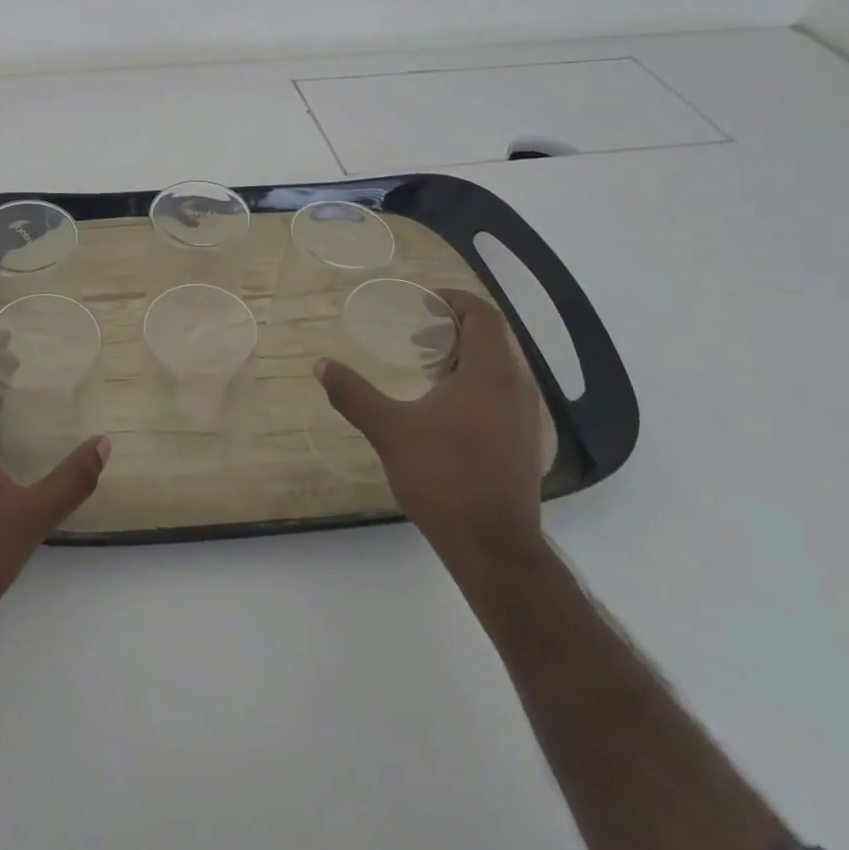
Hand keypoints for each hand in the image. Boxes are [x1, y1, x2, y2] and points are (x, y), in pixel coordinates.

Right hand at [314, 290, 546, 584]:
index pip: (484, 316)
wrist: (494, 548)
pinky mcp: (525, 444)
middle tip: (417, 337)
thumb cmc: (444, 478)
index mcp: (490, 374)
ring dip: (466, 359)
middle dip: (455, 330)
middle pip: (493, 339)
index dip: (456, 302)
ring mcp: (526, 419)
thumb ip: (354, 394)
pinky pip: (504, 395)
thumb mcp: (390, 431)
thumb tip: (322, 365)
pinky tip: (446, 411)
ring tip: (427, 371)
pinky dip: (477, 385)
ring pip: (500, 369)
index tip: (424, 304)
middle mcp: (517, 388)